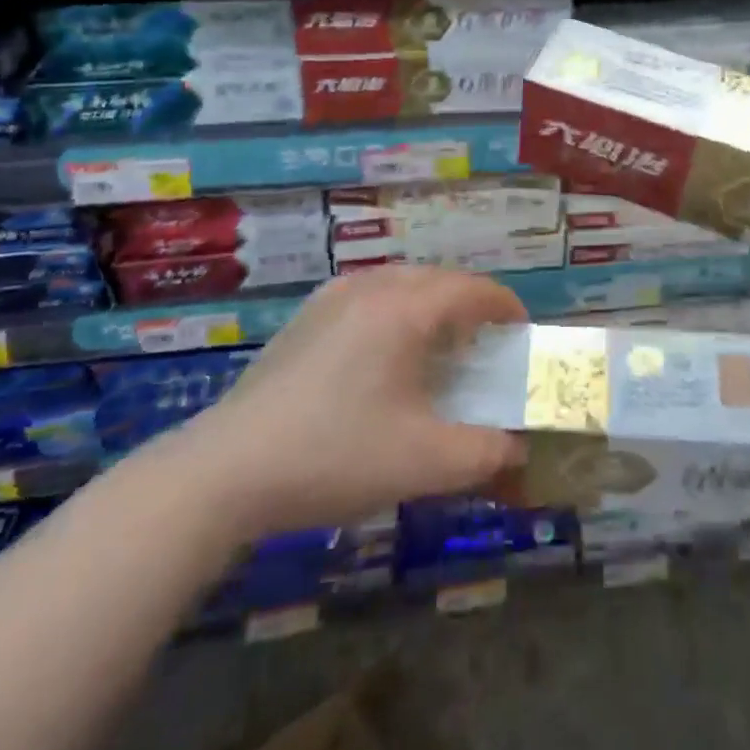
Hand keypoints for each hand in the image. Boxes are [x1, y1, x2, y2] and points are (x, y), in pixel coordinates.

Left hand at [180, 266, 527, 534]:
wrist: (227, 470)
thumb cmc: (336, 455)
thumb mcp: (424, 462)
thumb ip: (485, 453)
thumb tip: (518, 451)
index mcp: (406, 309)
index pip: (473, 289)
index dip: (506, 306)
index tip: (522, 332)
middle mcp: (371, 288)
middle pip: (438, 279)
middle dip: (471, 303)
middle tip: (487, 342)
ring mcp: (332, 299)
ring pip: (400, 282)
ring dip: (431, 303)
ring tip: (441, 344)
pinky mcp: (305, 318)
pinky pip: (368, 295)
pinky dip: (396, 310)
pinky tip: (386, 353)